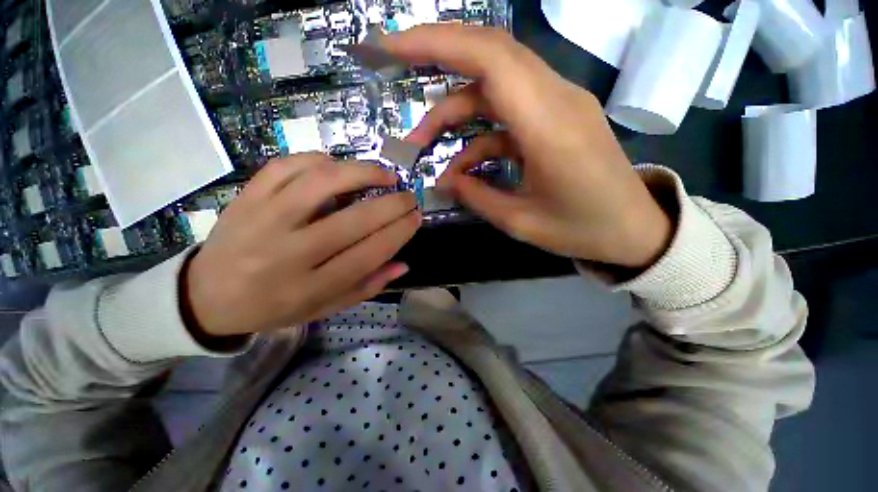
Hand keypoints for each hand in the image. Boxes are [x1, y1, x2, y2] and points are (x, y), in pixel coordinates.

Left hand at [183, 153, 419, 336]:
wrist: (207, 296)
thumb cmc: (274, 306)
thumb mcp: (324, 308)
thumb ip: (366, 287)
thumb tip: (403, 264)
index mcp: (309, 287)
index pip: (368, 255)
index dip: (399, 232)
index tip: (416, 217)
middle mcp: (288, 254)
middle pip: (353, 221)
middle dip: (391, 204)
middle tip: (408, 196)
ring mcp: (263, 220)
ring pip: (320, 184)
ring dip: (361, 173)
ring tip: (384, 174)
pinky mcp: (246, 198)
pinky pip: (286, 167)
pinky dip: (319, 160)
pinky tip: (338, 166)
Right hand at [384, 25, 671, 267]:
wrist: (634, 228)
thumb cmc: (583, 230)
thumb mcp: (521, 222)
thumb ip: (477, 197)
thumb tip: (444, 181)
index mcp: (550, 127)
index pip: (490, 59)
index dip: (437, 43)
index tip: (392, 47)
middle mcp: (557, 99)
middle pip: (491, 54)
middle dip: (437, 55)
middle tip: (396, 70)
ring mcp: (560, 104)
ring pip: (495, 83)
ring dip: (454, 109)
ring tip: (424, 142)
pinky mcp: (557, 117)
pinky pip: (508, 111)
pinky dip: (478, 132)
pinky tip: (463, 162)